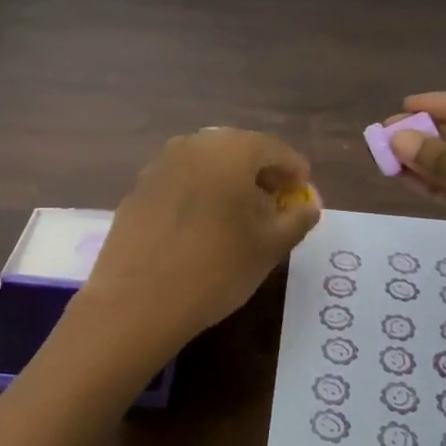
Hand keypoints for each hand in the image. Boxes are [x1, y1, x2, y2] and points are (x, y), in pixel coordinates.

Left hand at [76, 128, 321, 370]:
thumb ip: (296, 220)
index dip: (293, 169)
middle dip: (261, 171)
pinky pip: (181, 178)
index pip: (273, 148)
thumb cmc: (215, 269)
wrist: (136, 301)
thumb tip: (309, 206)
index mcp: (230, 150)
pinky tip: (204, 222)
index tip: (303, 192)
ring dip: (229, 179)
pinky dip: (200, 190)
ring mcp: (160, 164)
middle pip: (238, 149)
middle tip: (275, 201)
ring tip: (241, 213)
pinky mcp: (138, 187)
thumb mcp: (269, 248)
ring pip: (206, 162)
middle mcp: (193, 145)